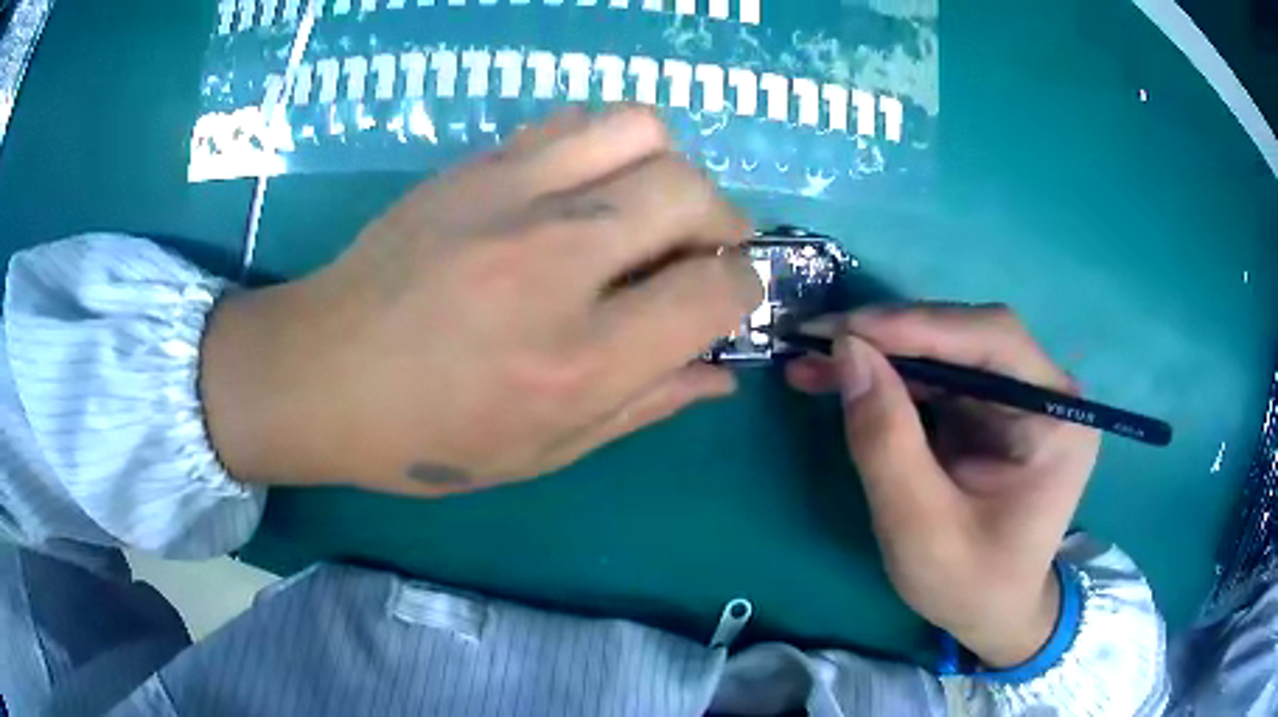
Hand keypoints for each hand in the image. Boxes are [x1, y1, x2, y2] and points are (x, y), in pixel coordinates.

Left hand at [201, 108, 761, 496]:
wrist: (319, 372)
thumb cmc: (426, 435)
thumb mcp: (544, 450)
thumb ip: (647, 405)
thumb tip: (721, 371)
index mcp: (579, 361)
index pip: (717, 290)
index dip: (743, 291)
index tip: (727, 299)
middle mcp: (556, 263)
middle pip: (693, 193)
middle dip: (722, 222)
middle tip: (697, 253)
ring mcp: (511, 197)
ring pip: (643, 130)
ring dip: (666, 169)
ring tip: (641, 210)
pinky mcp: (476, 165)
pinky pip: (577, 120)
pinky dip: (606, 144)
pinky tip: (583, 187)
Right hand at [786, 305, 1100, 667]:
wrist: (993, 613)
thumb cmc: (971, 584)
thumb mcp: (922, 530)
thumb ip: (887, 443)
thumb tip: (847, 352)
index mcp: (1056, 416)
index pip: (994, 341)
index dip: (919, 327)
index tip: (844, 332)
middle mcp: (1043, 391)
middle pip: (967, 335)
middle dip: (890, 336)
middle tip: (816, 342)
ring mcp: (1015, 396)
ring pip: (944, 349)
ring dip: (879, 353)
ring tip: (813, 362)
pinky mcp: (987, 409)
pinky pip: (935, 376)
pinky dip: (887, 375)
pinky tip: (843, 378)